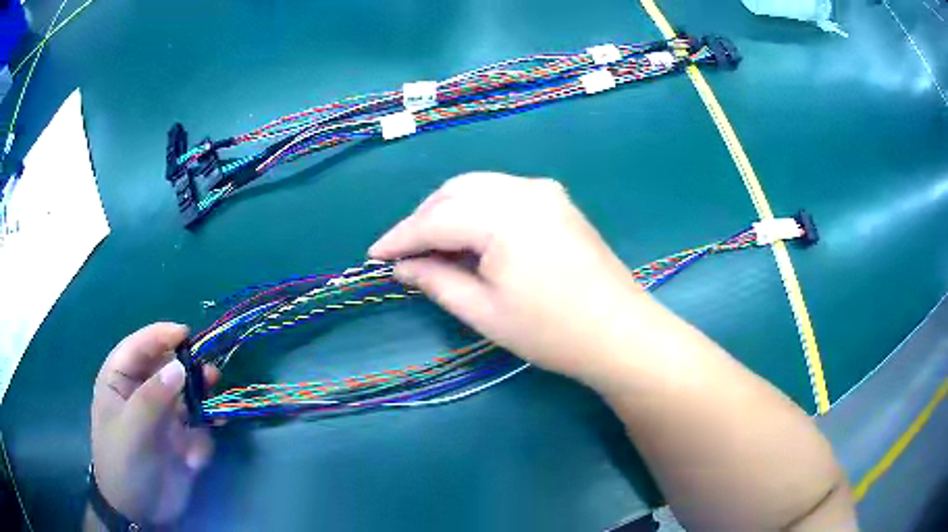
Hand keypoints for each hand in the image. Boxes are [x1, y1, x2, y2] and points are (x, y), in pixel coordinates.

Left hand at [90, 323, 218, 525]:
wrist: (139, 512)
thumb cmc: (123, 464)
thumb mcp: (132, 430)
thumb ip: (153, 397)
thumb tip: (179, 366)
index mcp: (120, 381)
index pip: (138, 347)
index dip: (160, 336)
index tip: (186, 334)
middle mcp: (142, 393)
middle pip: (167, 369)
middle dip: (189, 371)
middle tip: (210, 376)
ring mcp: (162, 417)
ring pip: (187, 397)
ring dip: (201, 403)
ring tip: (216, 413)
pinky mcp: (180, 440)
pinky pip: (196, 430)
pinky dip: (201, 441)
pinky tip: (197, 458)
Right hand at [369, 173, 651, 383]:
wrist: (620, 332)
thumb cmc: (550, 331)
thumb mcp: (483, 311)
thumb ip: (436, 280)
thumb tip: (401, 266)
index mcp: (504, 215)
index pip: (435, 219)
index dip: (400, 237)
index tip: (373, 255)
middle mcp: (523, 189)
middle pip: (455, 192)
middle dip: (423, 220)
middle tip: (405, 254)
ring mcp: (544, 191)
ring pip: (477, 187)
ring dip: (448, 212)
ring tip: (433, 247)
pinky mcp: (557, 200)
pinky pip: (502, 193)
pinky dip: (476, 210)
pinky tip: (470, 236)